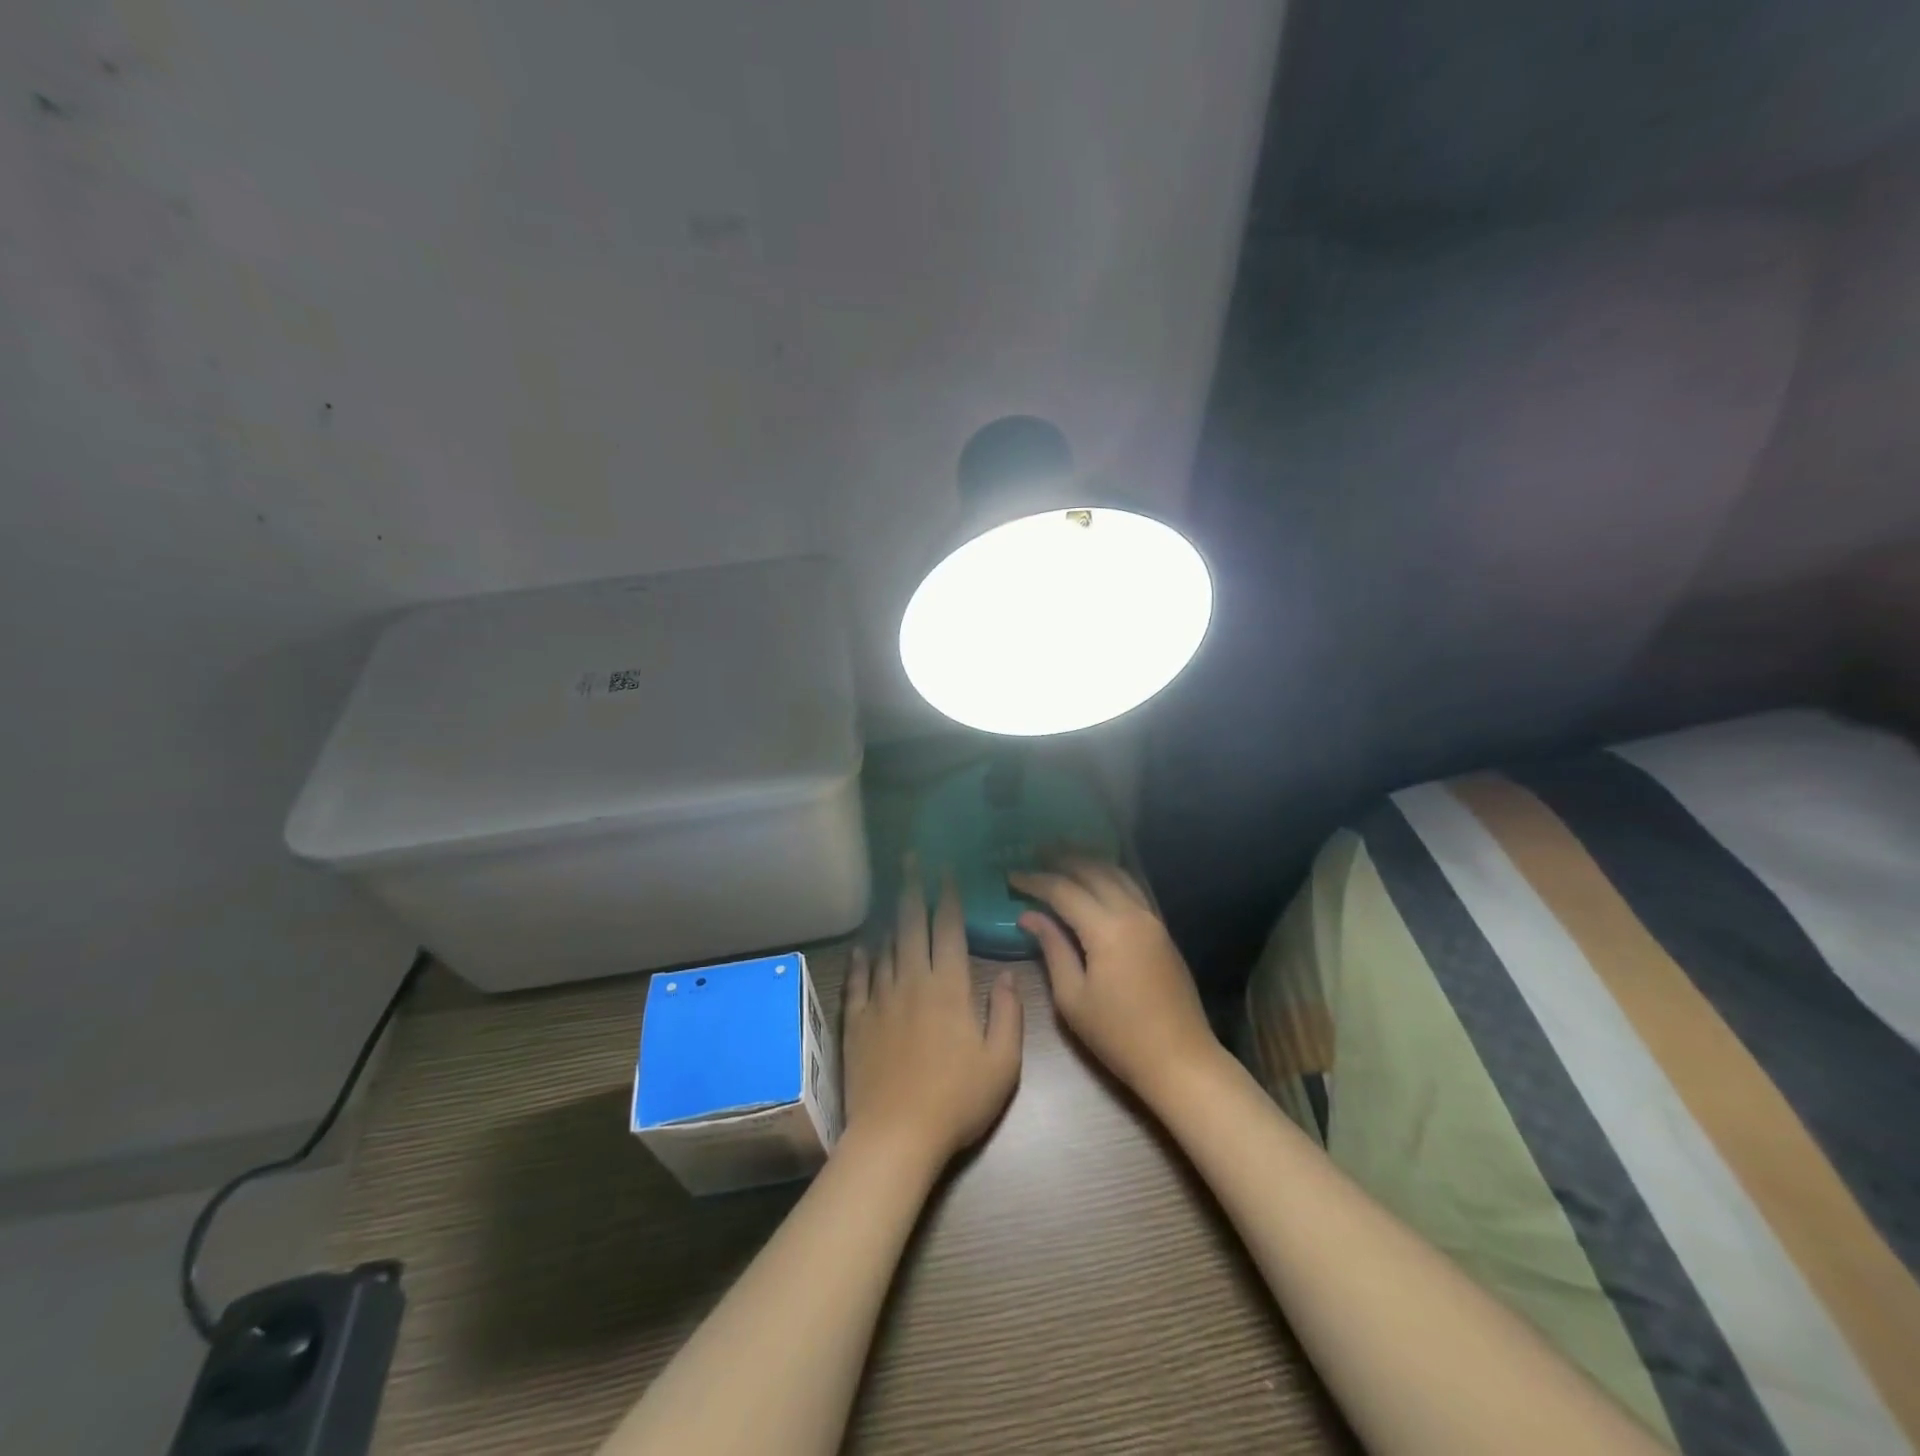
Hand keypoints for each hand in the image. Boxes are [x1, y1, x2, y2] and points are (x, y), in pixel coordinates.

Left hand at [841, 868, 1023, 1170]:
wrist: (896, 1134)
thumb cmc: (957, 1100)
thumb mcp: (1002, 1062)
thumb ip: (1007, 1013)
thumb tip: (1004, 973)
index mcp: (948, 986)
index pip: (948, 928)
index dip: (948, 896)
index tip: (947, 870)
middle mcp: (911, 981)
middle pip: (911, 924)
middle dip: (913, 887)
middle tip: (911, 858)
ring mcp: (879, 999)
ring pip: (885, 947)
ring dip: (891, 918)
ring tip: (893, 894)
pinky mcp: (856, 1021)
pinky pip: (857, 980)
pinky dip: (861, 960)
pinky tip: (862, 947)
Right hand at [1010, 857, 1220, 1105]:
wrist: (1180, 1059)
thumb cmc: (1119, 1035)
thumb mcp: (1073, 997)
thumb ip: (1052, 949)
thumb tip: (1029, 916)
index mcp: (1106, 929)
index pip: (1063, 891)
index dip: (1035, 881)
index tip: (1011, 876)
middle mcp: (1132, 913)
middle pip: (1093, 871)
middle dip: (1063, 859)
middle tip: (1036, 851)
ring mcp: (1152, 919)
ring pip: (1118, 874)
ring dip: (1090, 861)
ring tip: (1064, 855)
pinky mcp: (1162, 930)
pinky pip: (1134, 888)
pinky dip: (1112, 875)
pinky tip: (1099, 877)